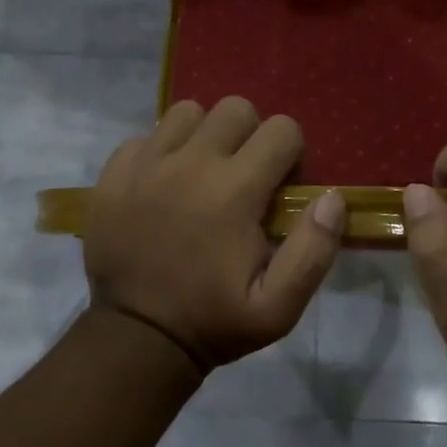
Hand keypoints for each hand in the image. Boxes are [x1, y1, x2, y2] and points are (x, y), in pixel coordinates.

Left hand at [83, 98, 344, 372]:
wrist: (136, 337)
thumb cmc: (214, 322)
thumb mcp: (279, 308)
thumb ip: (314, 250)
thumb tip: (332, 197)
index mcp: (235, 191)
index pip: (282, 129)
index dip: (290, 154)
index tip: (279, 187)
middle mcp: (191, 163)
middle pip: (235, 109)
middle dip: (250, 136)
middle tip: (244, 177)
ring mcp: (147, 163)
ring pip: (188, 112)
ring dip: (204, 135)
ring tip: (203, 173)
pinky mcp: (114, 172)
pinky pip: (147, 136)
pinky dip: (161, 151)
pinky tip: (164, 184)